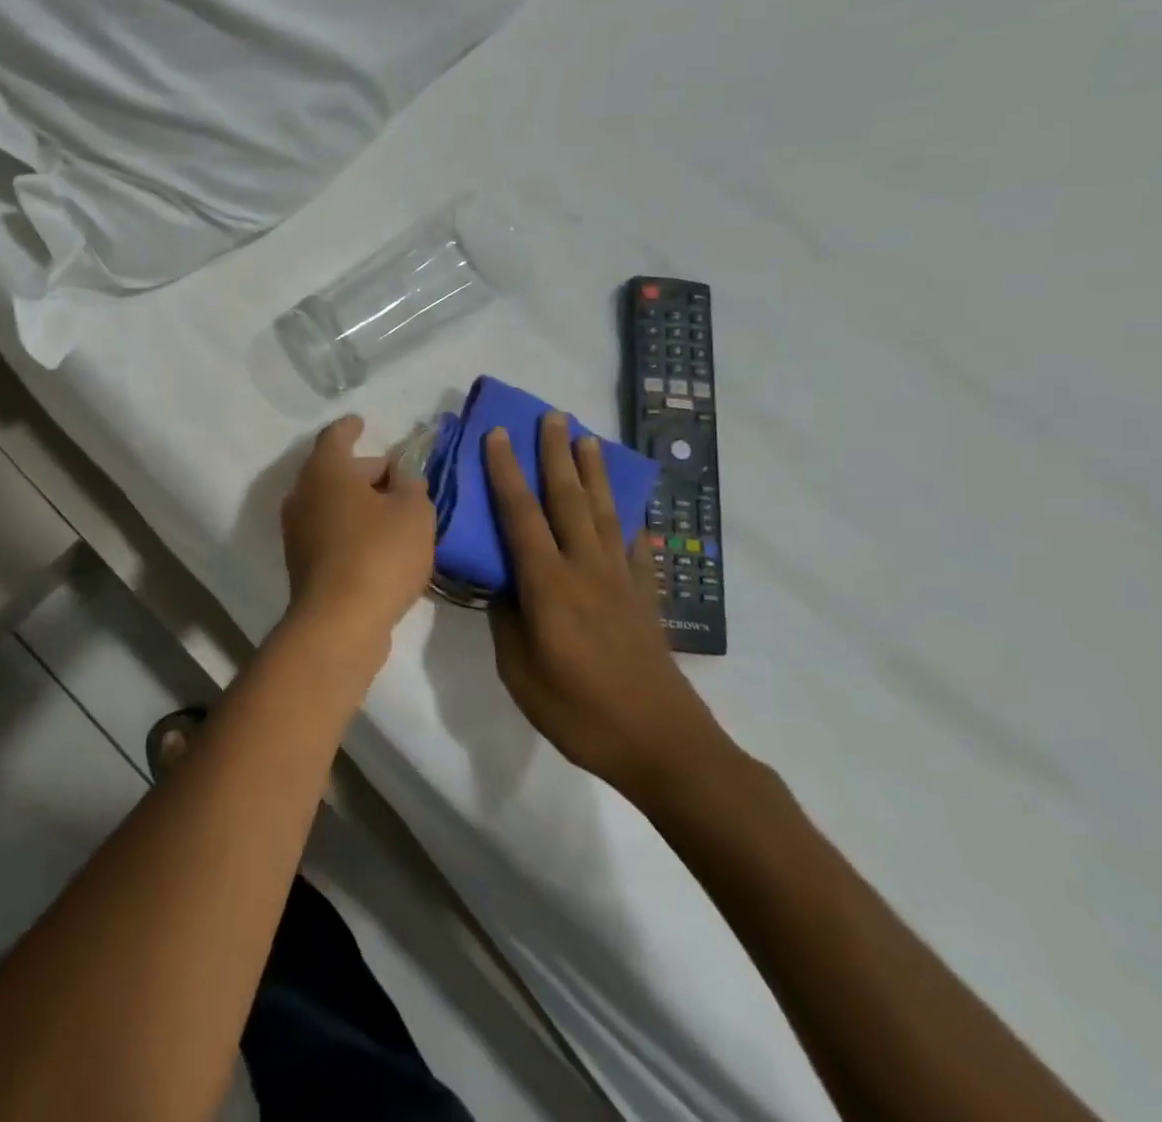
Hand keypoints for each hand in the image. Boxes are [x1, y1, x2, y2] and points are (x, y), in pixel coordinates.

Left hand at [281, 416, 435, 649]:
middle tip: (398, 477)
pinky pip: (330, 532)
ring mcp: (297, 531)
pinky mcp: (302, 563)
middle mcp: (303, 495)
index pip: (335, 437)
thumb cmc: (379, 554)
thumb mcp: (414, 513)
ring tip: (395, 512)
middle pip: (333, 471)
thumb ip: (412, 488)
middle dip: (365, 470)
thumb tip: (403, 480)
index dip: (351, 428)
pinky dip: (352, 529)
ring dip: (359, 503)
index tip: (362, 422)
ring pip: (331, 504)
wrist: (339, 621)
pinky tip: (380, 544)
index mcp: (325, 471)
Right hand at [484, 413, 728, 801]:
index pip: (520, 515)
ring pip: (603, 514)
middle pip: (568, 500)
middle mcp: (586, 570)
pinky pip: (638, 551)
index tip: (498, 434)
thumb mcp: (519, 671)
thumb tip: (503, 584)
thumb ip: (506, 619)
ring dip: (593, 474)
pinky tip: (636, 515)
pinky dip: (633, 526)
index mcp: (548, 584)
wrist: (663, 746)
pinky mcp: (646, 601)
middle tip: (551, 416)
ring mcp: (621, 583)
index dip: (506, 472)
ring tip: (588, 439)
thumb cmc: (579, 711)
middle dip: (556, 455)